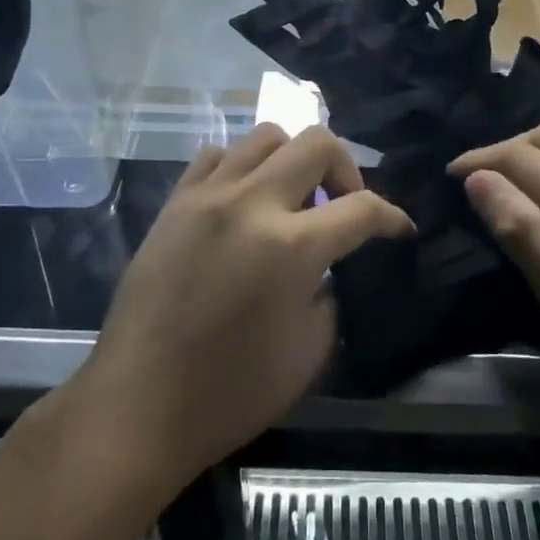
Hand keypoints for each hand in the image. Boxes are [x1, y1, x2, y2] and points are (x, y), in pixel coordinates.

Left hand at [82, 126, 412, 481]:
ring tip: (293, 199)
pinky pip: (217, 154)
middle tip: (343, 207)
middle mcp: (251, 203)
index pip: (363, 208)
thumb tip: (332, 265)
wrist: (139, 404)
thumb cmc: (231, 392)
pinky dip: (243, 167)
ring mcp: (207, 196)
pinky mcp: (174, 202)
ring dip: (294, 160)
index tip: (400, 230)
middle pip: (318, 143)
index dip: (392, 218)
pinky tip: (244, 201)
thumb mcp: (310, 351)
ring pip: (266, 136)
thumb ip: (332, 293)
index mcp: (291, 247)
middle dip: (347, 170)